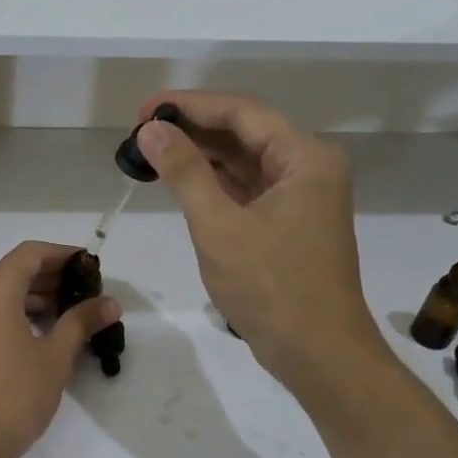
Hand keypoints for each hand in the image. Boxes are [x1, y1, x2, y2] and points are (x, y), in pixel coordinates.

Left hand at [0, 241, 117, 457]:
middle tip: (83, 294)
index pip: (32, 253)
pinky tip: (34, 333)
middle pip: (13, 271)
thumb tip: (109, 303)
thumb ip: (82, 322)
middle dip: (49, 279)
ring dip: (30, 298)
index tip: (88, 266)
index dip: (63, 255)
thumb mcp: (56, 357)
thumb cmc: (13, 395)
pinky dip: (9, 314)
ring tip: (64, 316)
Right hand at [135, 91, 388, 397]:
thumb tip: (151, 129)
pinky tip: (180, 180)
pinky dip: (214, 183)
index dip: (190, 105)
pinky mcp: (288, 222)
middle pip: (244, 132)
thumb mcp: (219, 225)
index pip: (241, 112)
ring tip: (151, 151)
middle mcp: (308, 167)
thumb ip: (185, 172)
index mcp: (304, 158)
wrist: (317, 352)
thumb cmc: (271, 286)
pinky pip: (247, 188)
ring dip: (201, 155)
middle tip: (140, 130)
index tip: (144, 108)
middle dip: (193, 129)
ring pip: (244, 161)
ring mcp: (300, 196)